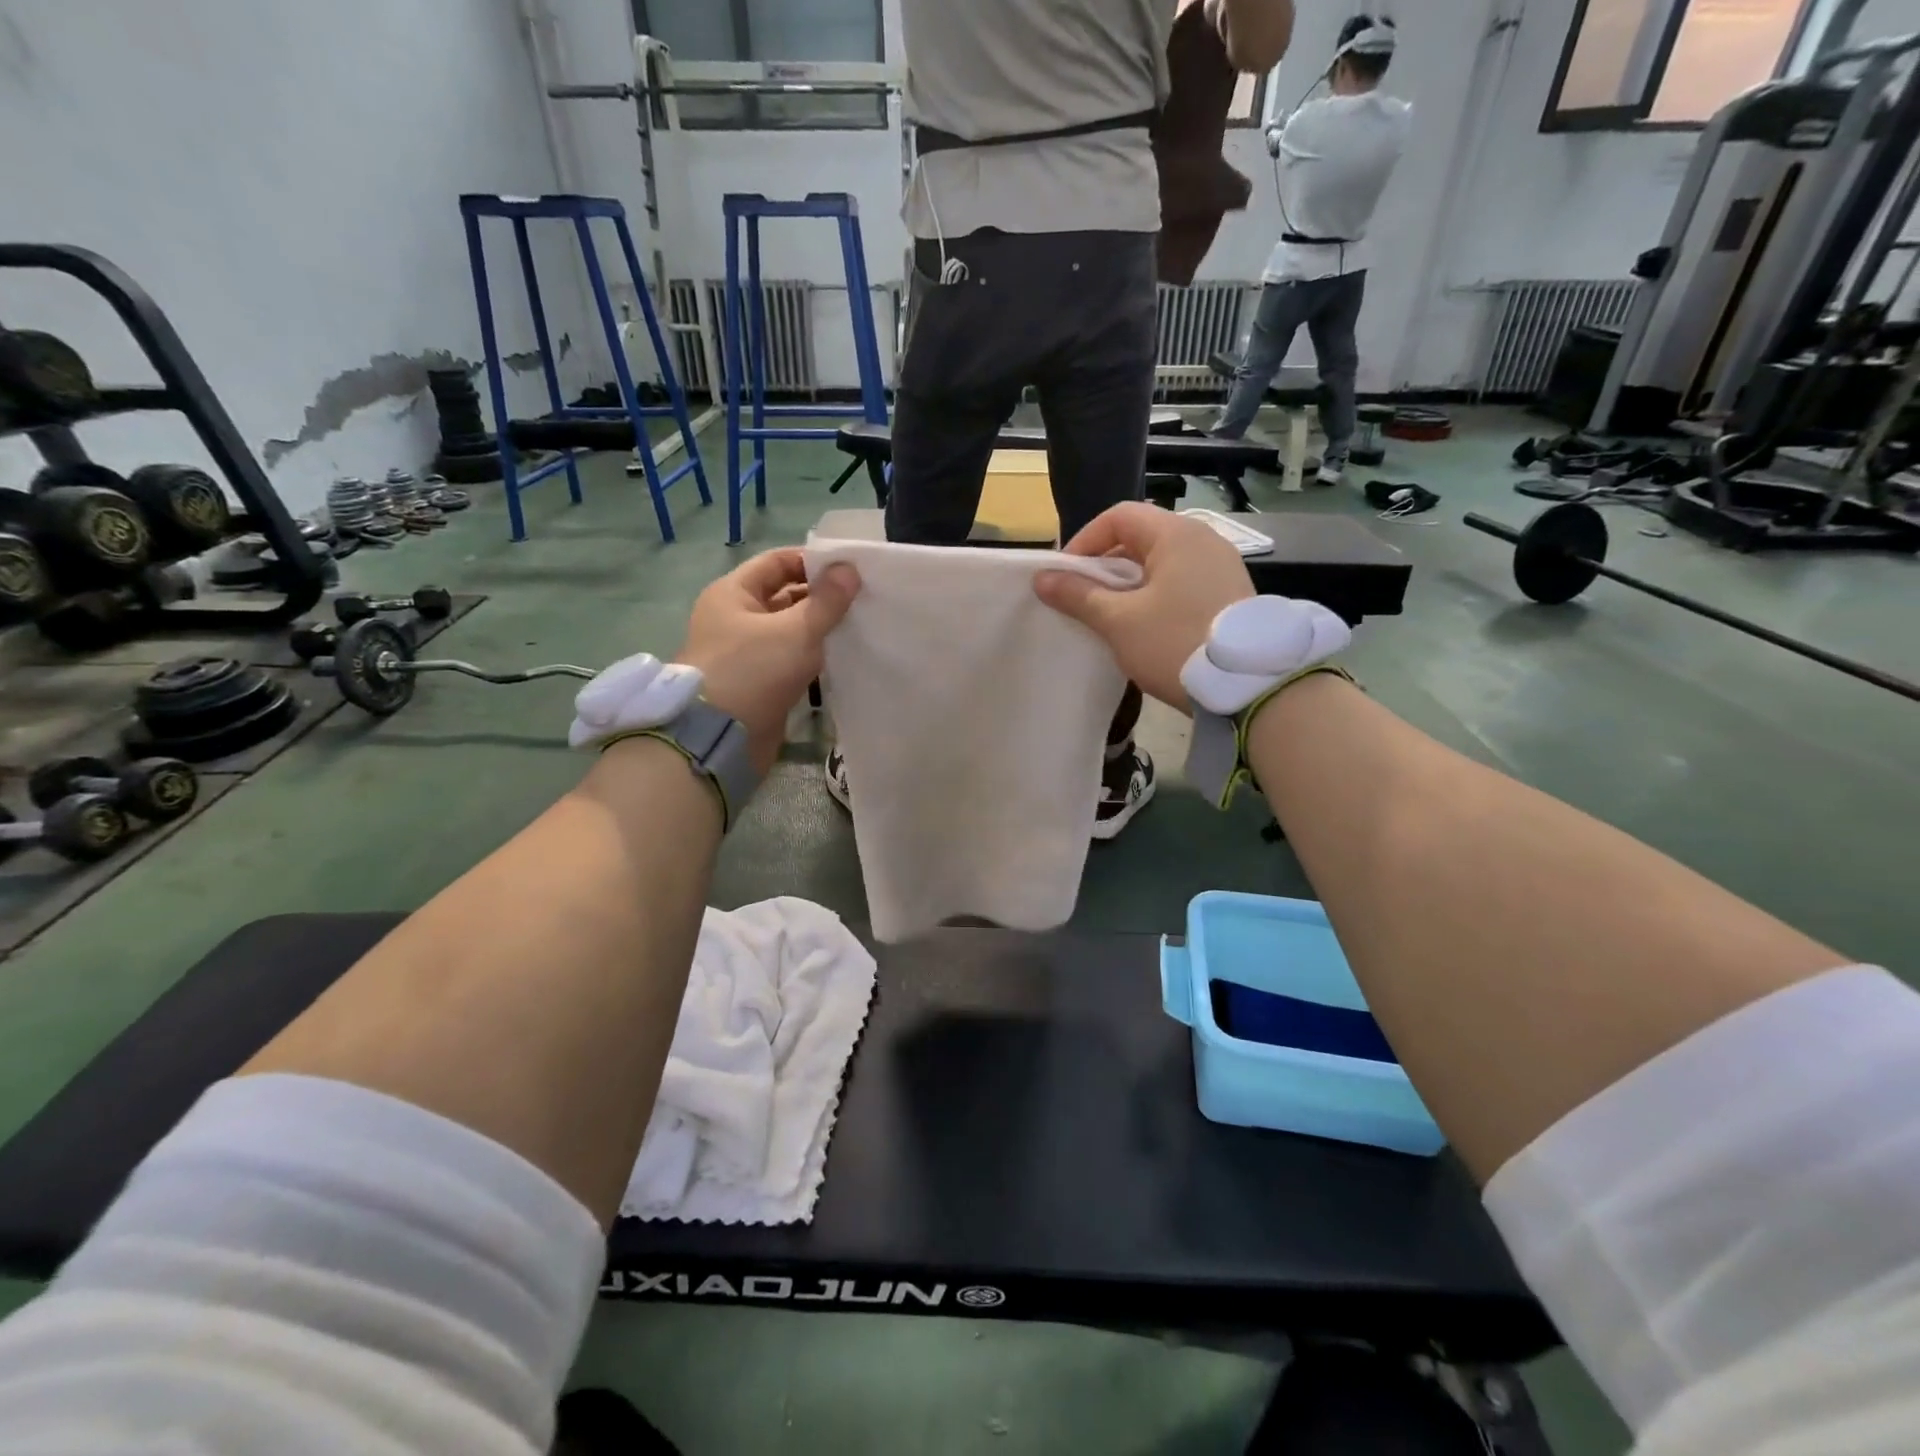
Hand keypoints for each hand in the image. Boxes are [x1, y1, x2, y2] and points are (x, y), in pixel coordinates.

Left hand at [676, 548, 858, 771]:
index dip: (812, 562)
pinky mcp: (758, 681)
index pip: (777, 562)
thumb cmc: (754, 671)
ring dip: (818, 628)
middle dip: (820, 596)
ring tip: (858, 625)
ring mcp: (745, 651)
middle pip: (783, 595)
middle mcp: (734, 617)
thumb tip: (850, 569)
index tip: (849, 570)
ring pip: (789, 629)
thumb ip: (827, 600)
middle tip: (861, 599)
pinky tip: (841, 656)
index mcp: (733, 593)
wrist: (720, 738)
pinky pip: (789, 658)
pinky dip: (811, 655)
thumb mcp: (796, 630)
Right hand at [1033, 503, 1253, 712]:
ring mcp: (1221, 566)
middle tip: (1084, 599)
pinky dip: (1156, 596)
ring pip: (1162, 563)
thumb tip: (1042, 578)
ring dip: (1130, 584)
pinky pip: (1182, 582)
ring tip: (1111, 617)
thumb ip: (1078, 595)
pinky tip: (1146, 627)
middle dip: (1105, 566)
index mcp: (1176, 534)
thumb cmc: (1175, 642)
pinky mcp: (1230, 594)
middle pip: (1141, 538)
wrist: (1248, 685)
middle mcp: (1203, 540)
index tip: (1066, 576)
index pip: (1119, 516)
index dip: (1085, 541)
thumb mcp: (1119, 621)